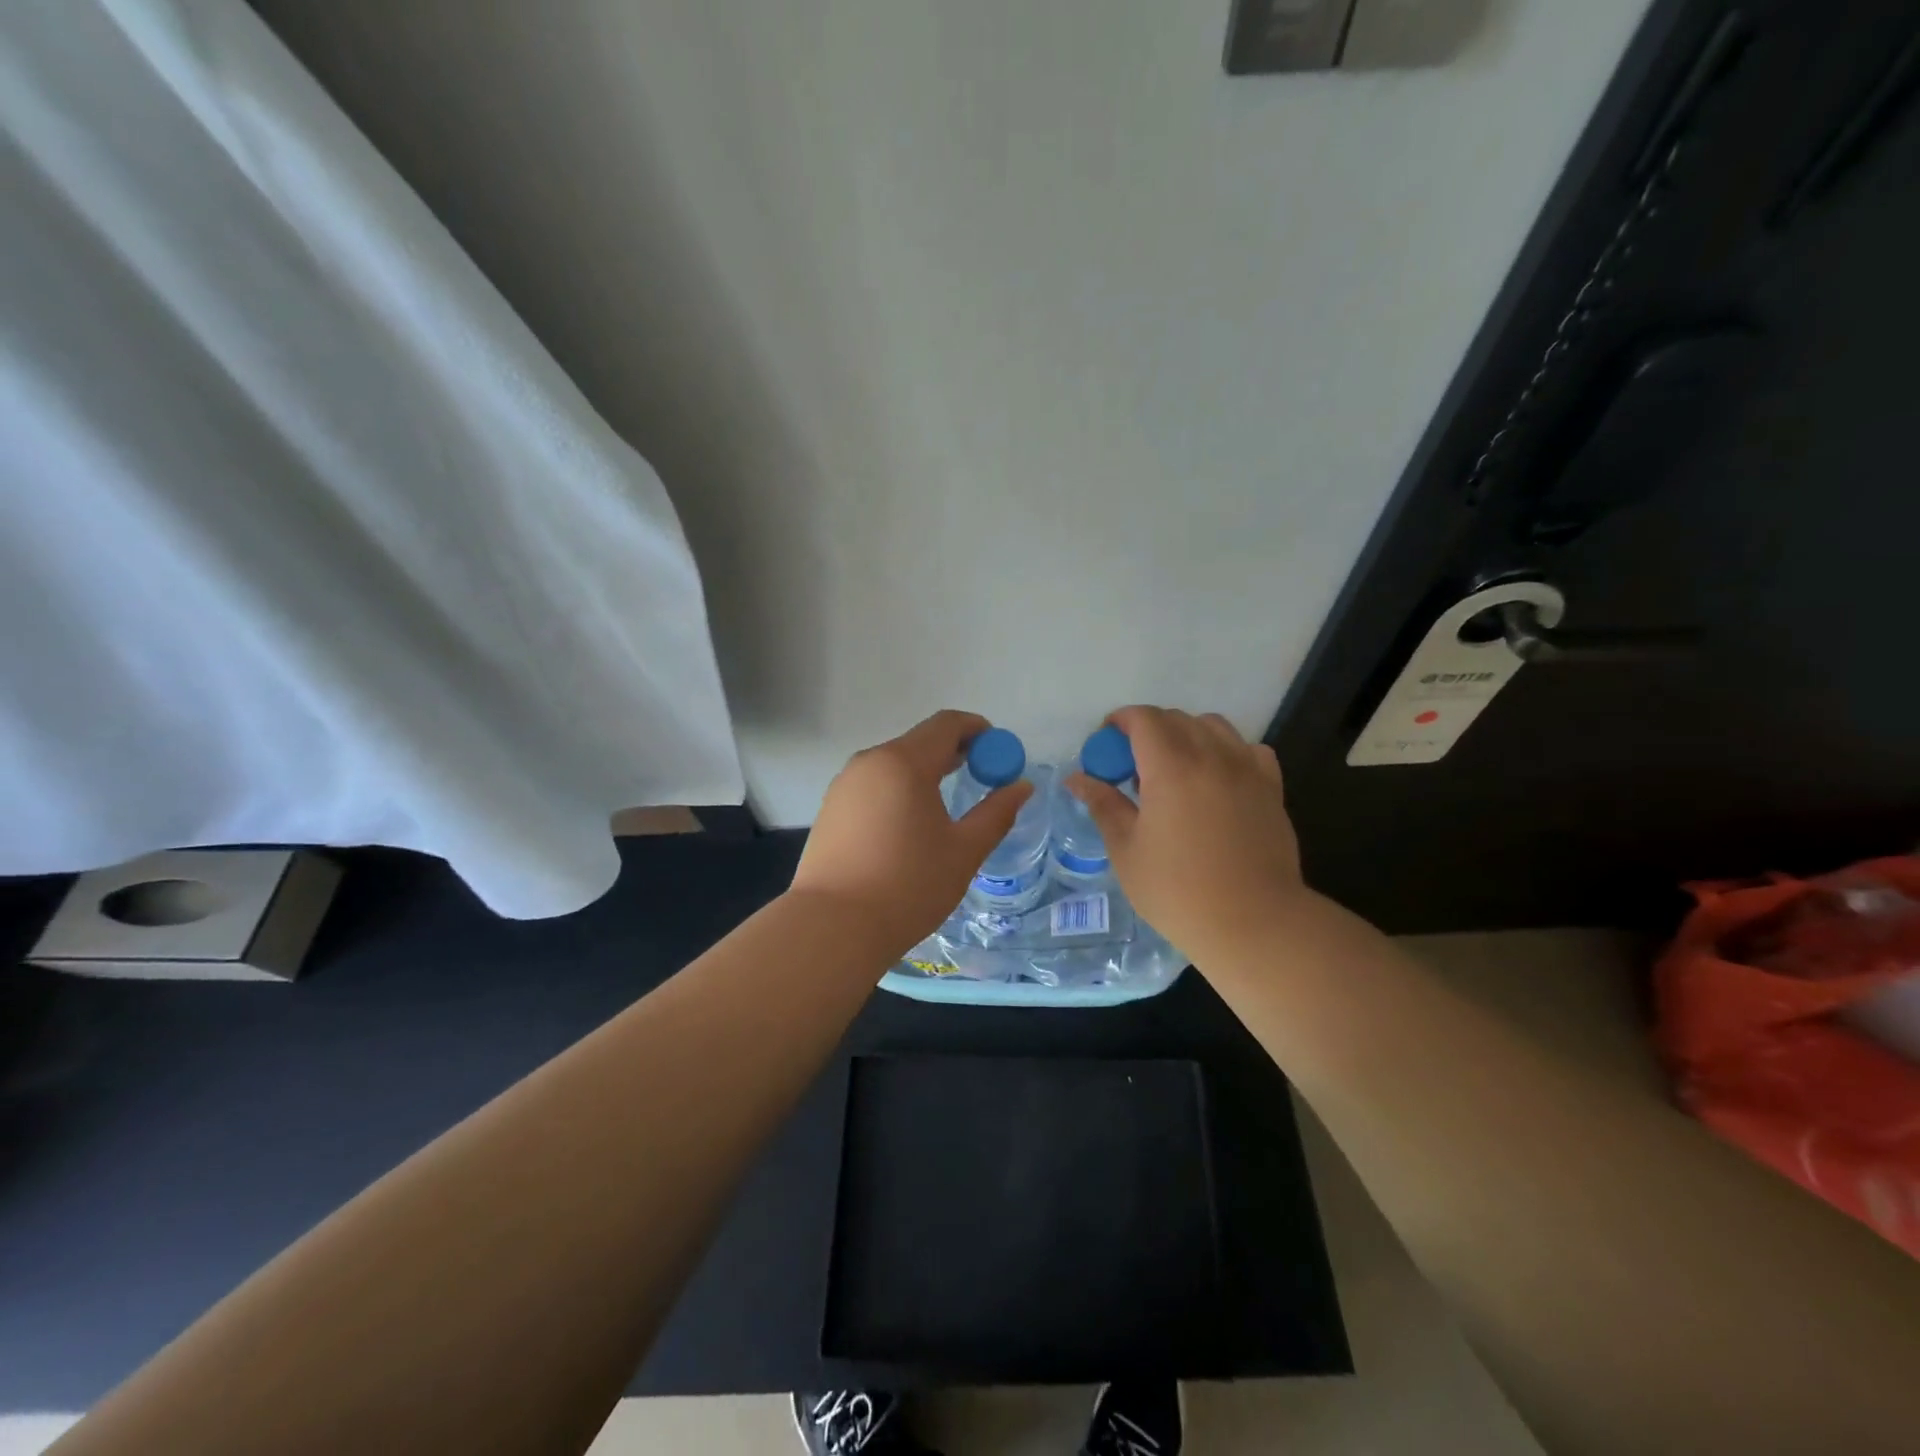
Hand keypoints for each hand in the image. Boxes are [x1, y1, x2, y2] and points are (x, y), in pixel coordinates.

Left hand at [790, 710, 1032, 956]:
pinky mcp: (831, 808)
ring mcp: (845, 784)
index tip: (999, 754)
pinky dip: (899, 790)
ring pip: (894, 763)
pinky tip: (908, 826)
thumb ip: (996, 813)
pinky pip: (874, 785)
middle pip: (919, 741)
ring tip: (946, 805)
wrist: (832, 928)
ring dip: (925, 772)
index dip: (978, 731)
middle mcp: (870, 762)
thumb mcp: (964, 851)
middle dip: (954, 752)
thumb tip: (1021, 786)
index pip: (947, 724)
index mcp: (904, 762)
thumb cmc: (907, 886)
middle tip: (981, 778)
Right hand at [1066, 706, 1308, 966]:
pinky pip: (1248, 749)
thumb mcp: (1127, 851)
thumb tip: (1077, 778)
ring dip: (1187, 734)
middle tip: (1132, 764)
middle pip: (1177, 719)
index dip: (1120, 721)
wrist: (1254, 923)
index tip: (1105, 742)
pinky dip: (1227, 751)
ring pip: (1214, 727)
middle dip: (1148, 729)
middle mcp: (1212, 757)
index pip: (1144, 719)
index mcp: (1172, 768)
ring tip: (1174, 768)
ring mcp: (1247, 770)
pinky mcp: (1272, 789)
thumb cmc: (1178, 892)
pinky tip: (1216, 778)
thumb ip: (1104, 805)